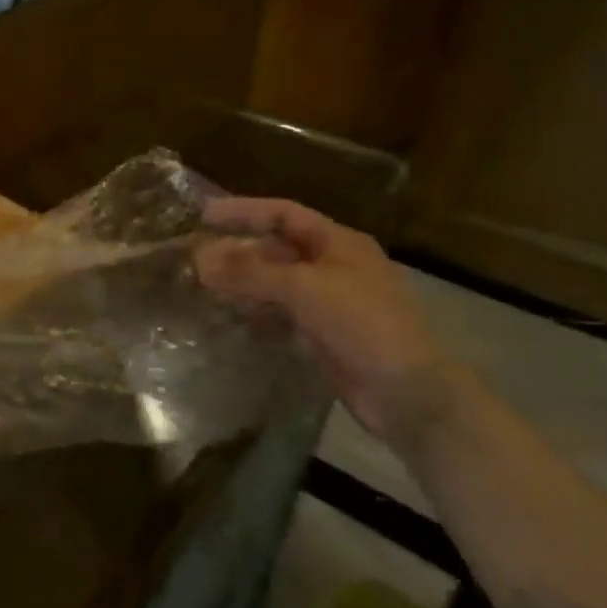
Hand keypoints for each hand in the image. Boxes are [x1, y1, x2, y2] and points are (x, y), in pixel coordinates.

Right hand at [193, 198, 460, 451]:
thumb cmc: (364, 325)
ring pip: (276, 282)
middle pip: (277, 248)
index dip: (244, 211)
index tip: (204, 215)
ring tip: (204, 285)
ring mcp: (329, 302)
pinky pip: (280, 313)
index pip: (283, 214)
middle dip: (238, 250)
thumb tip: (198, 257)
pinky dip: (255, 311)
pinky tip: (231, 316)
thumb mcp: (304, 289)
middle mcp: (333, 266)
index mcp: (339, 243)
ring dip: (243, 282)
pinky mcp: (323, 334)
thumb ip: (250, 271)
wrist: (410, 396)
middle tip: (196, 257)